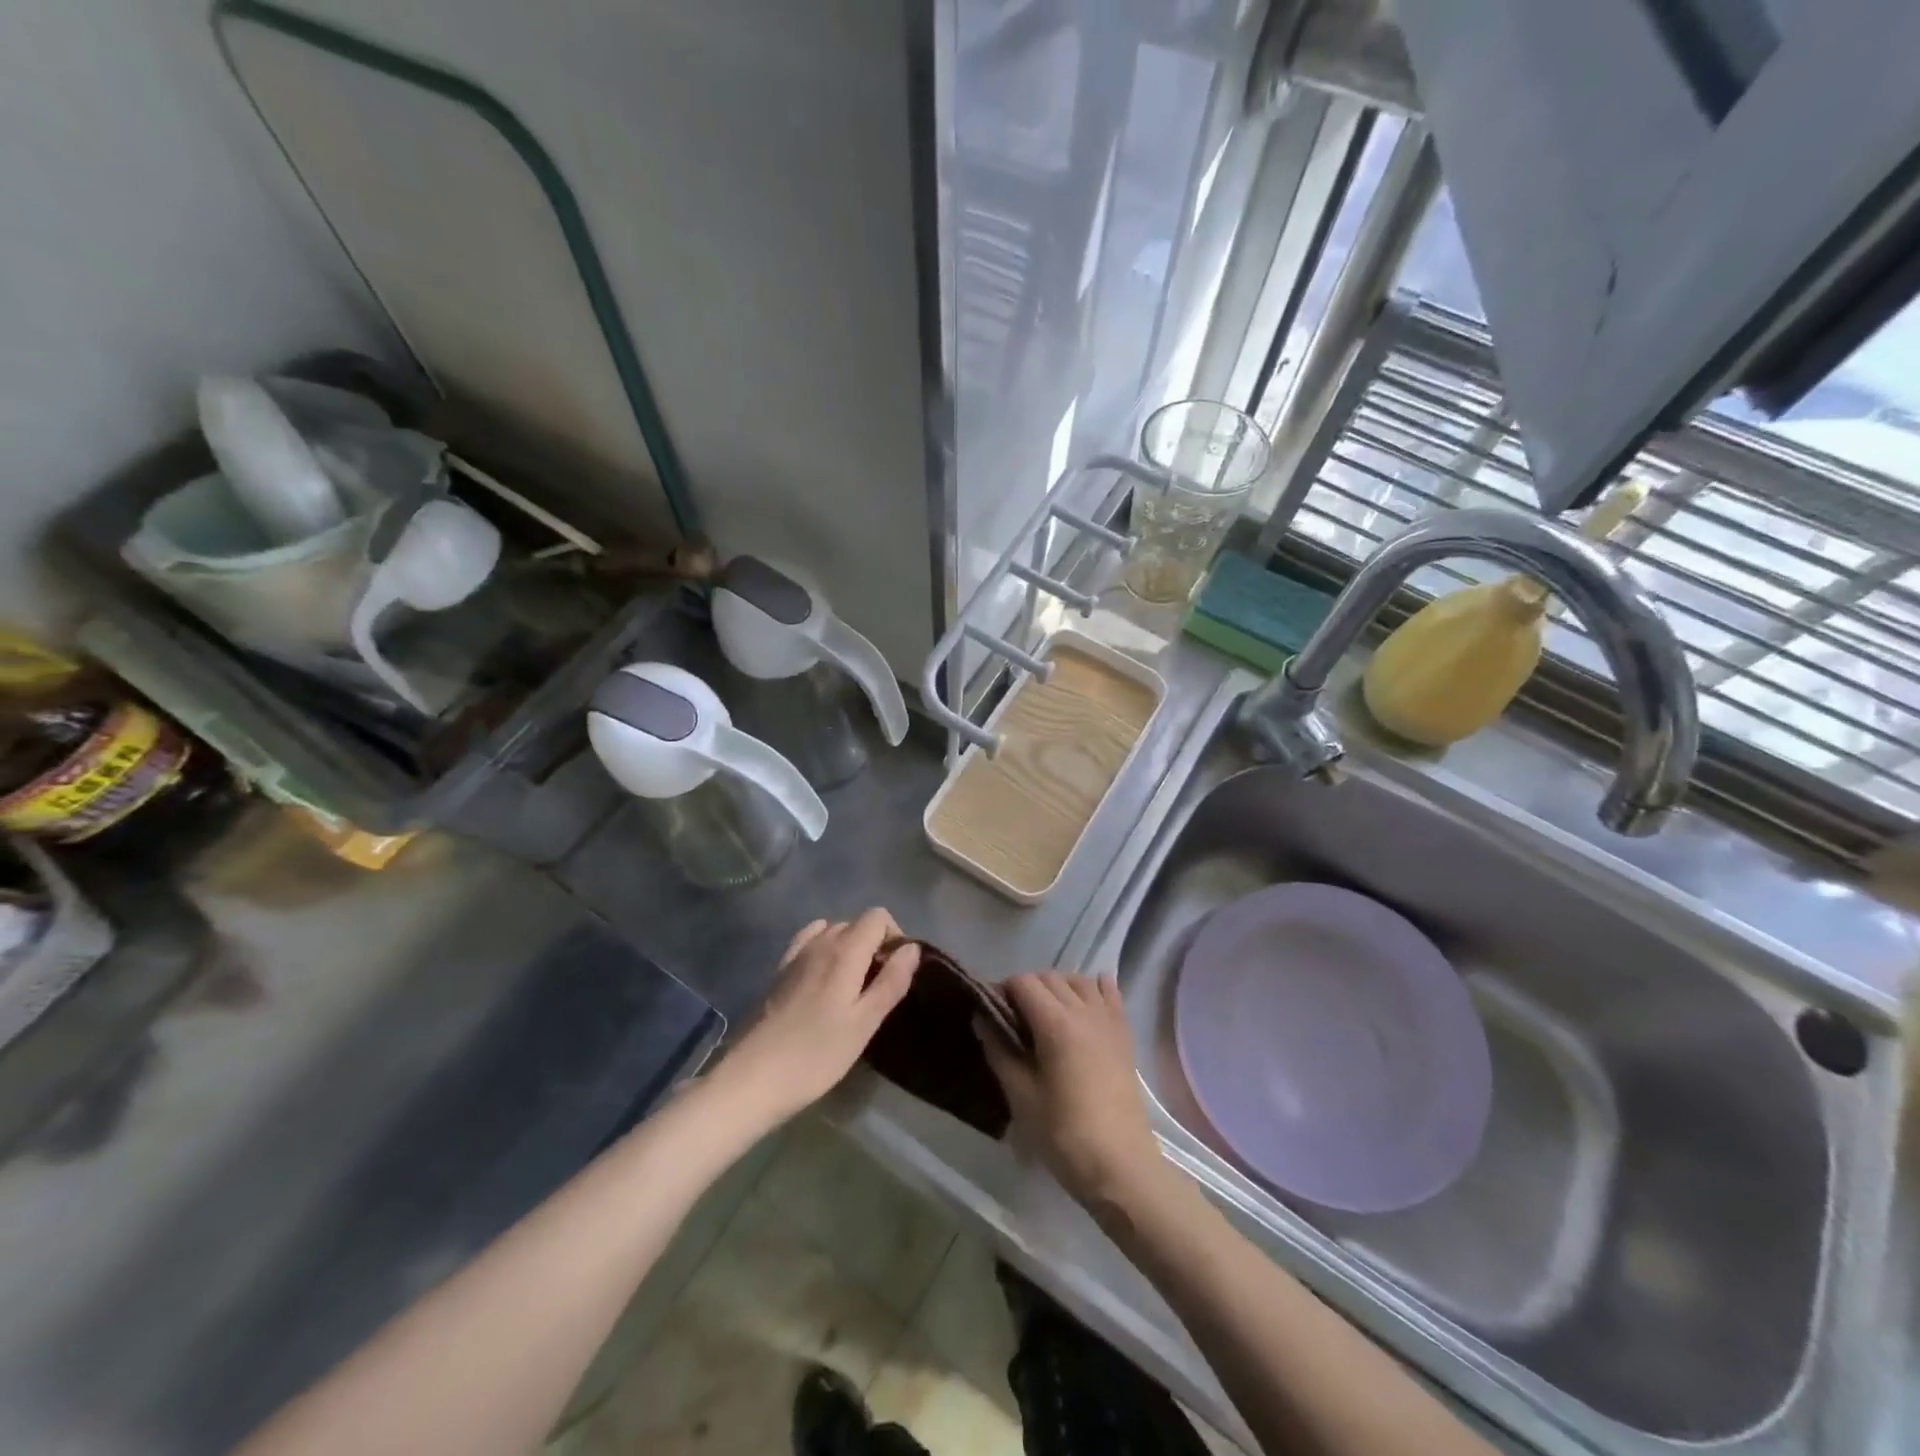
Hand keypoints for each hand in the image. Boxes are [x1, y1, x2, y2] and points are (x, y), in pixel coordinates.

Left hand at [708, 910, 919, 1130]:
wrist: (753, 1078)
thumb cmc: (817, 1054)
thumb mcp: (865, 1023)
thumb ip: (892, 981)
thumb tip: (912, 948)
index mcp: (845, 950)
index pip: (877, 916)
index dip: (895, 935)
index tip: (897, 969)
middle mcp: (820, 942)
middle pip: (856, 923)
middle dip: (874, 943)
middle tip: (879, 985)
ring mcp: (795, 955)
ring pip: (832, 931)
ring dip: (849, 947)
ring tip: (853, 986)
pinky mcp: (779, 971)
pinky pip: (808, 942)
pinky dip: (824, 950)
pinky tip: (824, 980)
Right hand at [977, 972, 1163, 1207]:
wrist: (1120, 1164)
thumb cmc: (1063, 1134)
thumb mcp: (1021, 1096)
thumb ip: (999, 1051)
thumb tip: (981, 1018)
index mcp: (1055, 1023)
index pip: (1023, 983)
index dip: (1002, 990)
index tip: (990, 1012)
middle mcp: (1083, 1010)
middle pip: (1049, 977)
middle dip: (1026, 988)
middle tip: (1012, 1018)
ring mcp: (1108, 1020)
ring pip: (1078, 980)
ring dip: (1057, 986)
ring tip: (1045, 1014)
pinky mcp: (1124, 1033)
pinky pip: (1109, 993)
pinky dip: (1093, 988)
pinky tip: (1083, 1003)